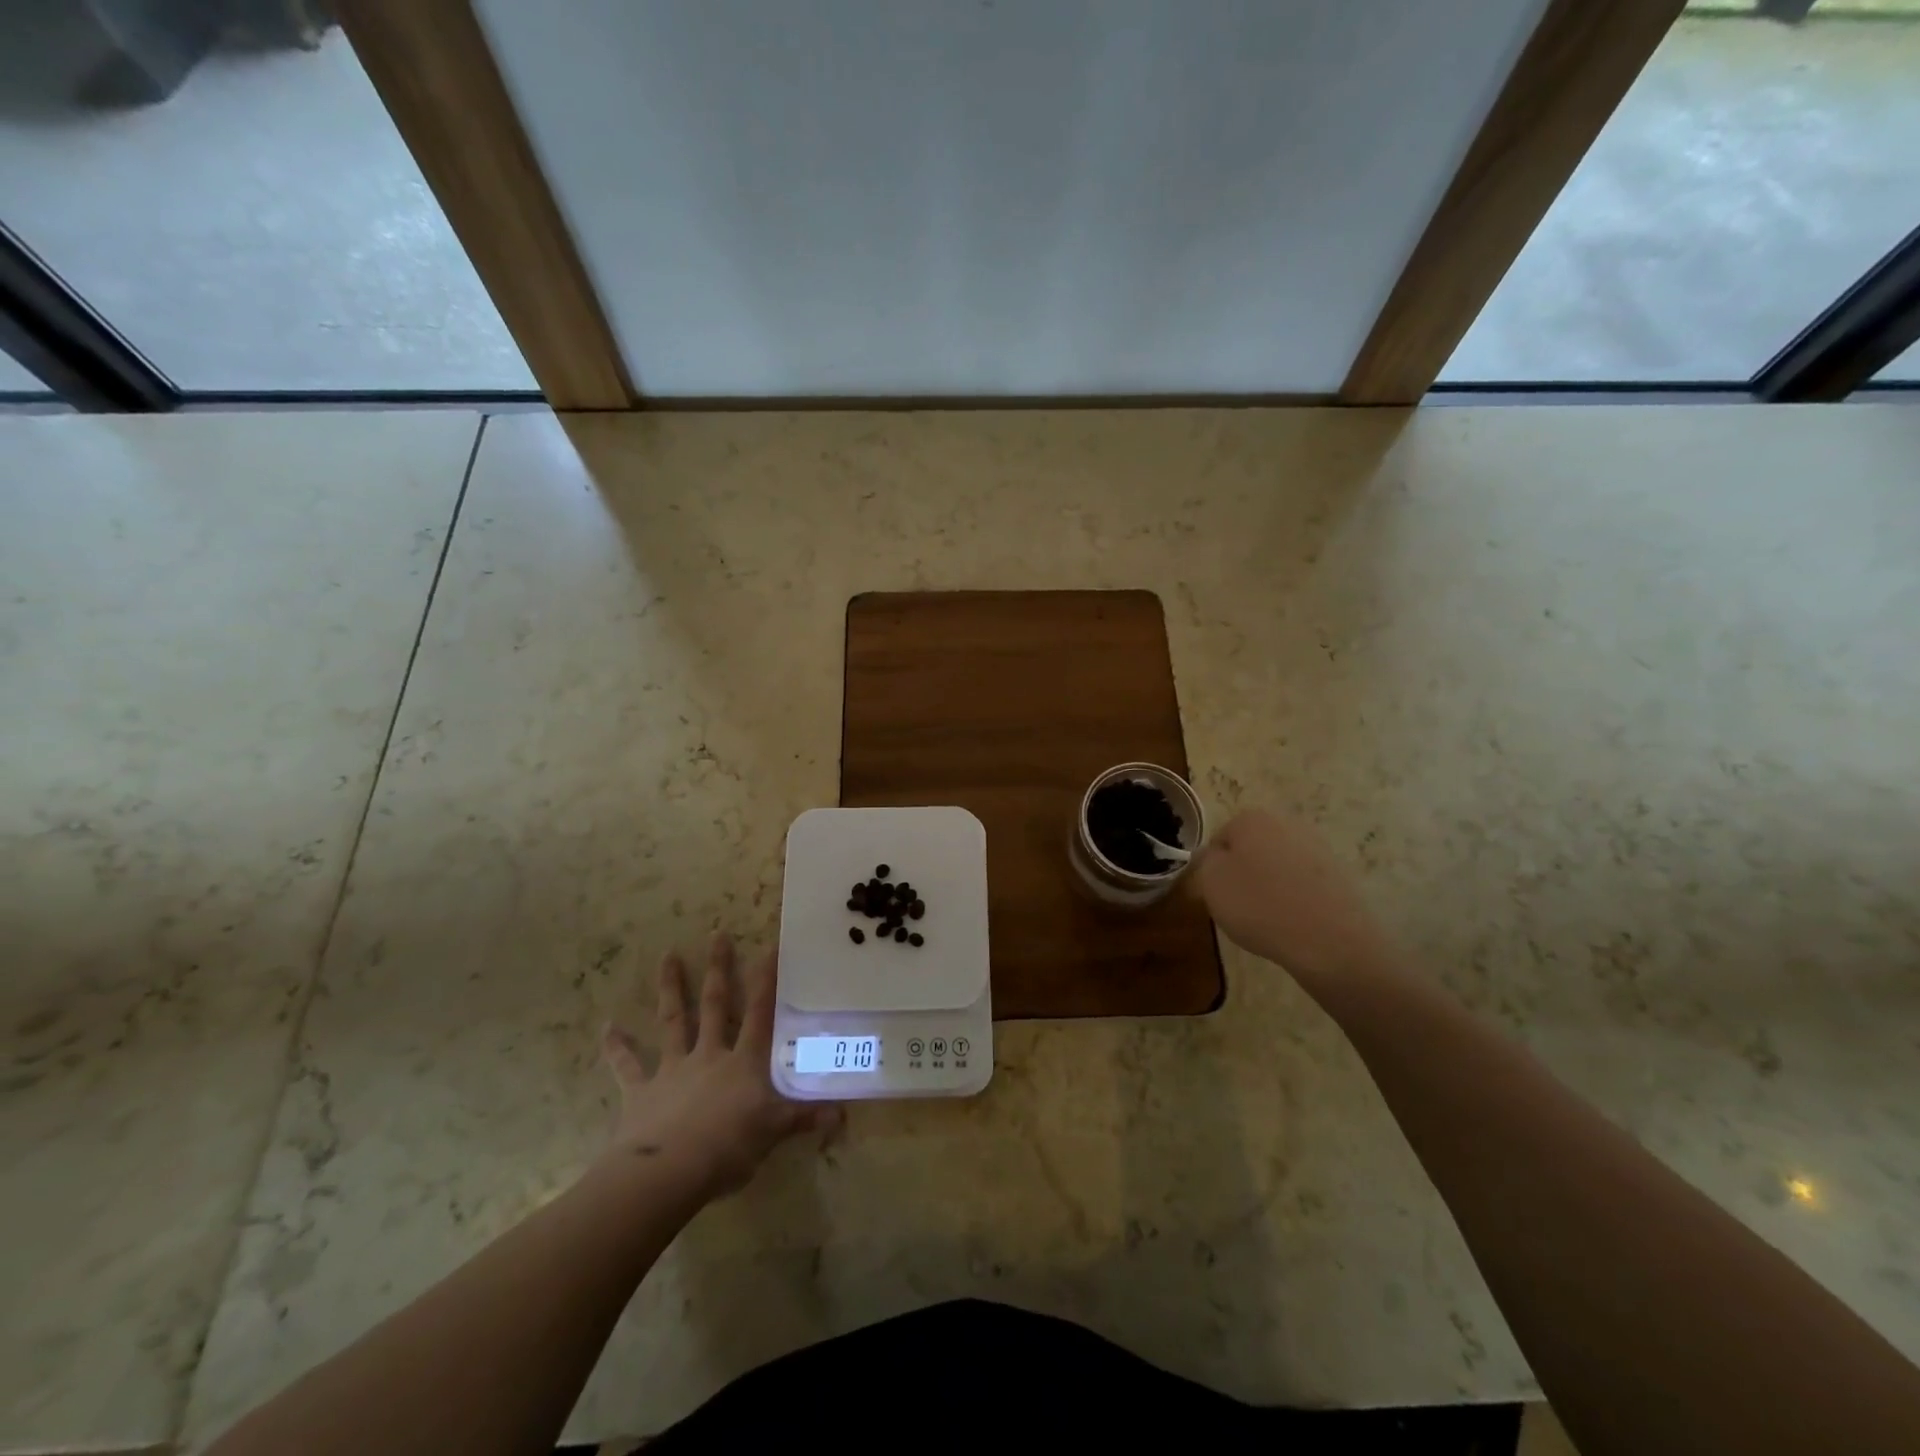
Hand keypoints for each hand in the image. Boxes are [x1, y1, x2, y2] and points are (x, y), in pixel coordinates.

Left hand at [600, 934, 840, 1202]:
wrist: (667, 1172)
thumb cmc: (728, 1148)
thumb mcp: (774, 1133)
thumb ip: (805, 1119)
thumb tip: (843, 1116)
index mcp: (743, 1062)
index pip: (759, 1012)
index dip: (766, 980)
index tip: (770, 946)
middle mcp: (709, 1055)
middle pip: (715, 1004)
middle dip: (718, 968)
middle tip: (716, 933)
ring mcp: (673, 1069)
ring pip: (673, 1021)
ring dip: (671, 988)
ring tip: (667, 956)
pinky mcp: (642, 1091)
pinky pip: (627, 1066)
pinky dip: (617, 1047)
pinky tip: (606, 1027)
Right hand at [1194, 808, 1393, 984]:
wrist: (1330, 939)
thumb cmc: (1259, 905)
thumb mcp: (1211, 882)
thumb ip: (1204, 861)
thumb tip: (1212, 855)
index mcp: (1251, 819)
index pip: (1220, 839)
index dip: (1213, 868)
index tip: (1216, 894)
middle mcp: (1286, 823)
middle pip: (1251, 849)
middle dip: (1244, 873)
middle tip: (1238, 906)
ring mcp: (1318, 848)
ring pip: (1279, 866)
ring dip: (1270, 885)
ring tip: (1268, 918)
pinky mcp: (1340, 874)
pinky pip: (1304, 884)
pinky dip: (1296, 898)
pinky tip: (1293, 922)